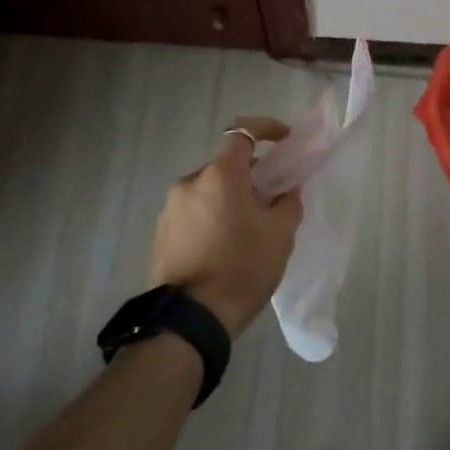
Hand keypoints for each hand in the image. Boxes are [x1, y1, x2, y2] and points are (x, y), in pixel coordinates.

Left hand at [149, 118, 303, 337]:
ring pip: (208, 192)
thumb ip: (288, 203)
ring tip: (249, 231)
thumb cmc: (241, 269)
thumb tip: (286, 190)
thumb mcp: (279, 236)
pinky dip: (212, 219)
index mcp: (219, 175)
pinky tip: (225, 248)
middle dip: (250, 176)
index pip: (243, 132)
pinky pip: (194, 214)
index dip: (267, 130)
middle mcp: (189, 182)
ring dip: (229, 200)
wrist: (189, 320)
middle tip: (272, 200)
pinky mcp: (161, 234)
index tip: (286, 142)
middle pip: (225, 167)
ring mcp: (170, 209)